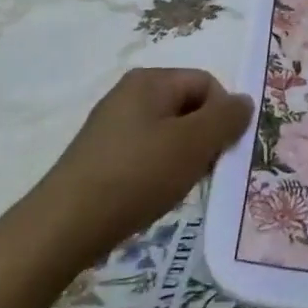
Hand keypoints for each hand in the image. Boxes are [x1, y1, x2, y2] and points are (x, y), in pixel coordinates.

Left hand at [35, 68, 251, 260]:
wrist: (63, 227)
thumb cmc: (136, 175)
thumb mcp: (194, 143)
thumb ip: (228, 118)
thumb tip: (244, 101)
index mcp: (151, 80)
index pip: (208, 84)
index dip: (222, 115)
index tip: (219, 151)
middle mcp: (129, 94)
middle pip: (189, 107)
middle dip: (203, 138)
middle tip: (200, 171)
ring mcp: (112, 125)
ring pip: (170, 133)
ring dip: (183, 158)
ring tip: (174, 187)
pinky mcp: (101, 156)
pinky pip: (146, 153)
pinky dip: (158, 171)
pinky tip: (152, 195)